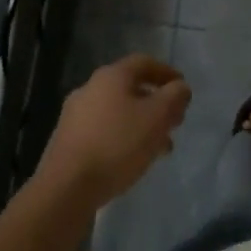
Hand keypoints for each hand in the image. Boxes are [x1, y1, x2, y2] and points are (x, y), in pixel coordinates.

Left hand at [35, 54, 190, 210]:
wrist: (66, 187)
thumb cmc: (117, 145)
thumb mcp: (157, 117)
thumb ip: (174, 97)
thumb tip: (180, 87)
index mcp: (111, 76)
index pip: (144, 62)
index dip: (167, 73)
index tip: (183, 89)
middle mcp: (90, 88)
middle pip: (130, 88)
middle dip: (156, 103)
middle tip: (174, 122)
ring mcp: (75, 115)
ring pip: (118, 112)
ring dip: (142, 124)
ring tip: (160, 148)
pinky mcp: (68, 140)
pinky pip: (104, 130)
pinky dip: (123, 137)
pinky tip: (134, 159)